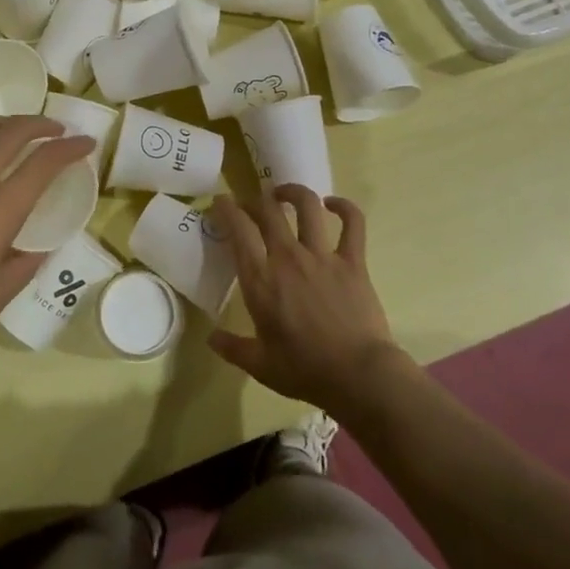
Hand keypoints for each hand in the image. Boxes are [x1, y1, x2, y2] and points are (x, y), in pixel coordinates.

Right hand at [208, 184, 406, 414]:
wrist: (359, 376)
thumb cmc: (305, 371)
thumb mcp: (260, 365)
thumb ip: (232, 348)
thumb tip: (210, 338)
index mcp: (261, 280)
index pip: (239, 230)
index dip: (227, 209)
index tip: (221, 201)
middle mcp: (288, 257)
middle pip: (268, 210)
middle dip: (255, 200)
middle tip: (252, 204)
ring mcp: (322, 255)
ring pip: (307, 206)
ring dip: (293, 192)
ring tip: (285, 193)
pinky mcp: (352, 261)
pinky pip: (352, 223)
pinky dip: (344, 207)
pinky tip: (334, 204)